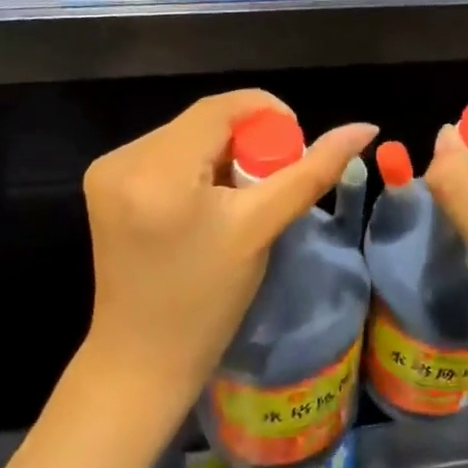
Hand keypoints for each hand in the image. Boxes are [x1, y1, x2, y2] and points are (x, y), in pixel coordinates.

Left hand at [82, 90, 376, 421]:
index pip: (221, 107)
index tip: (295, 149)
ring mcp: (107, 169)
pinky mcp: (103, 182)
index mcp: (157, 169)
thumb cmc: (208, 301)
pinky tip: (205, 203)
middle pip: (204, 120)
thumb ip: (313, 172)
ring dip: (222, 153)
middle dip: (246, 141)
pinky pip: (165, 152)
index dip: (267, 114)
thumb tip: (363, 127)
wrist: (142, 359)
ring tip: (238, 199)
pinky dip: (195, 165)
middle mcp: (123, 159)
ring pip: (186, 134)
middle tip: (271, 181)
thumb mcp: (262, 228)